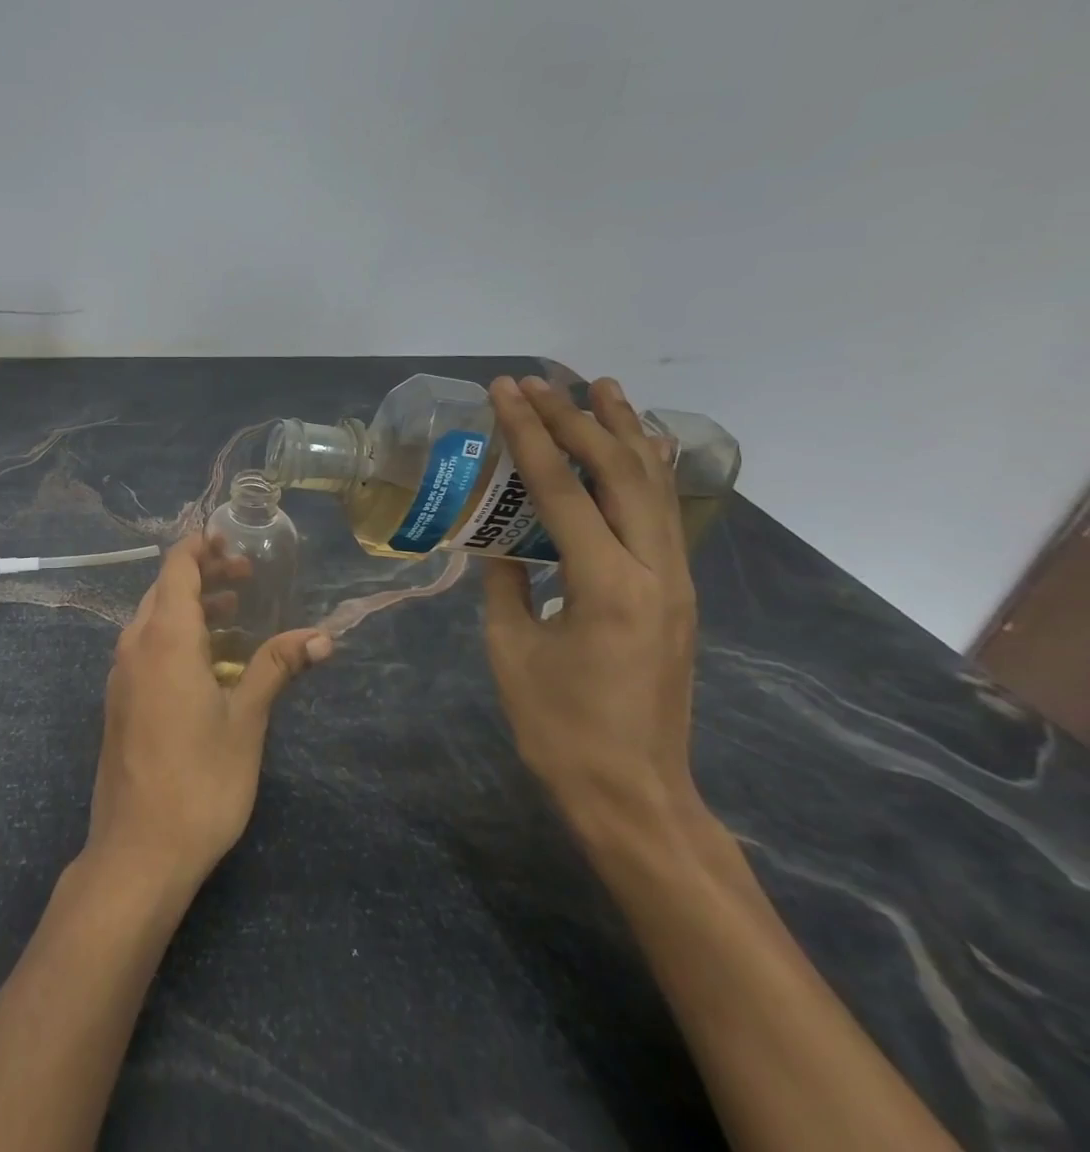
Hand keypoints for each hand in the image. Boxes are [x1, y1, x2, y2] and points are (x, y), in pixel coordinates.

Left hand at [86, 536, 331, 895]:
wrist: (138, 851)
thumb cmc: (200, 781)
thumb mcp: (246, 720)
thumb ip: (276, 667)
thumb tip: (322, 636)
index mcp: (164, 638)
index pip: (177, 567)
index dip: (202, 547)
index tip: (234, 540)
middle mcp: (135, 645)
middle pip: (166, 589)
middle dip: (205, 574)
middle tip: (249, 577)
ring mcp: (122, 673)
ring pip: (155, 618)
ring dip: (193, 606)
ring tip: (237, 611)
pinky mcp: (121, 699)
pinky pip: (148, 646)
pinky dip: (178, 635)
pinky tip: (210, 660)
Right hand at [480, 376, 700, 835]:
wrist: (634, 793)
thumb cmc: (559, 727)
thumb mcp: (510, 648)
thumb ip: (505, 582)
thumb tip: (497, 541)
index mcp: (605, 584)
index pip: (560, 488)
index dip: (529, 433)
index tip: (505, 391)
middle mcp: (654, 571)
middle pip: (618, 473)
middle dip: (577, 419)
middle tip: (542, 381)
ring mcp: (675, 581)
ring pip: (653, 487)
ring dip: (623, 433)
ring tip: (603, 387)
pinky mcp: (676, 594)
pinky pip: (661, 515)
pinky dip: (645, 471)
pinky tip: (639, 448)